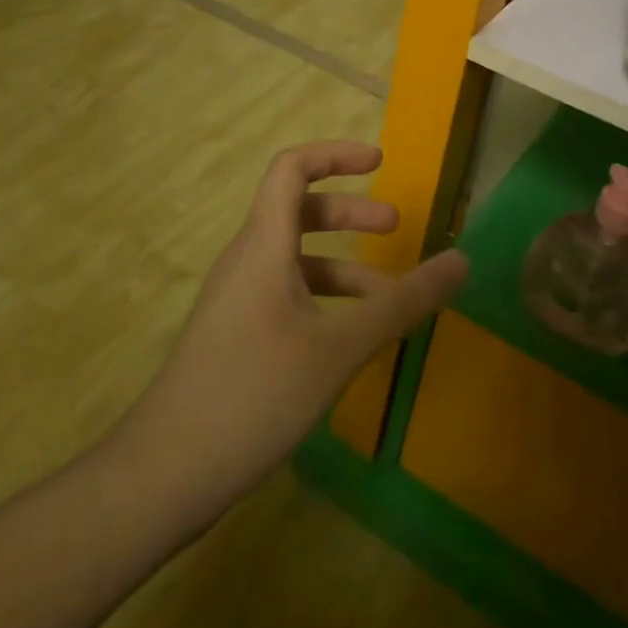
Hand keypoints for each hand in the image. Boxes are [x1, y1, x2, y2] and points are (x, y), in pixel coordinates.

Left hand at [113, 141, 467, 527]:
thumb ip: (402, 303)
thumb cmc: (256, 392)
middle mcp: (247, 260)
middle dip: (350, 211)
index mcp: (264, 244)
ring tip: (389, 299)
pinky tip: (351, 340)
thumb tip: (461, 261)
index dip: (335, 154)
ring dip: (344, 266)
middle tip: (395, 227)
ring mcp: (237, 299)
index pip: (291, 167)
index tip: (380, 162)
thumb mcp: (340, 348)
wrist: (165, 473)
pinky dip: (324, 300)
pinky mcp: (235, 334)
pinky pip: (286, 295)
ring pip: (295, 259)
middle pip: (298, 210)